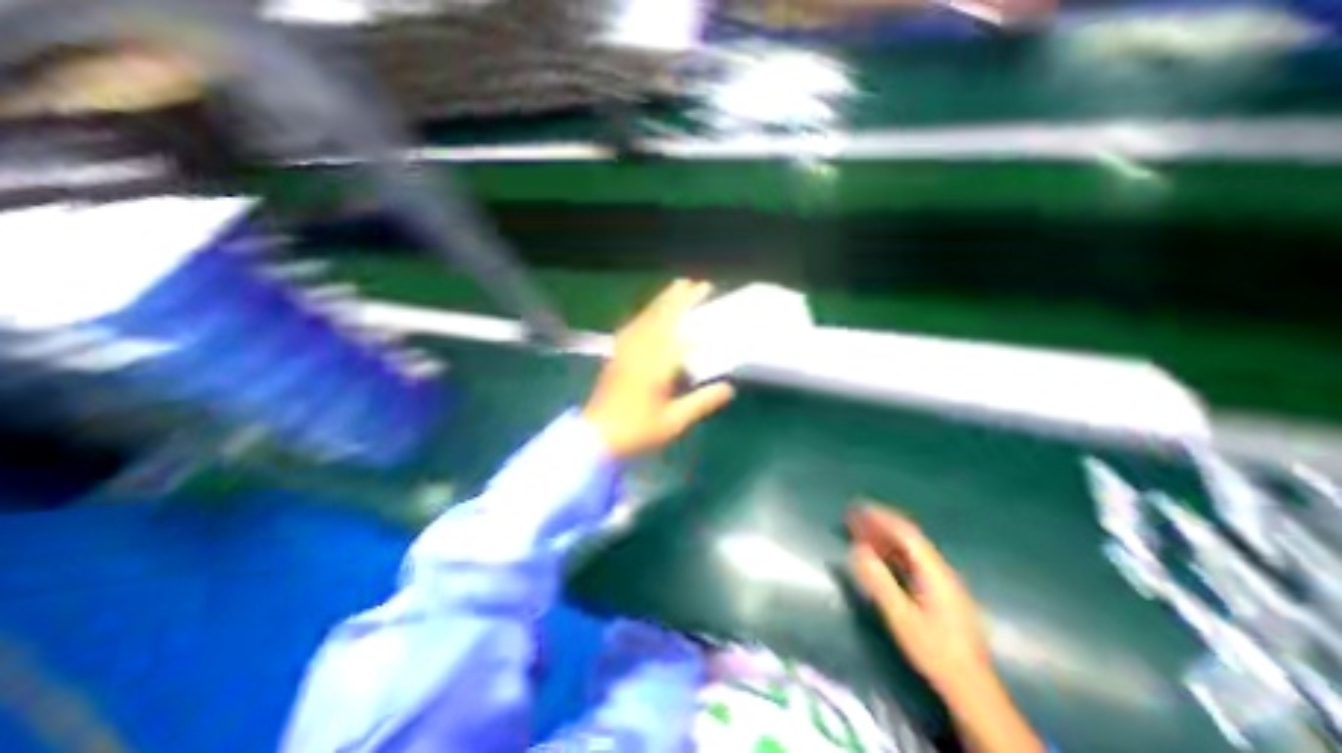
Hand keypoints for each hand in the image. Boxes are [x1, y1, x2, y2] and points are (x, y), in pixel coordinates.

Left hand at [587, 283, 732, 459]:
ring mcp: (625, 351)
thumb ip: (702, 402)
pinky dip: (645, 314)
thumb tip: (728, 388)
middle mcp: (639, 352)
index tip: (713, 318)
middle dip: (679, 299)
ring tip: (677, 288)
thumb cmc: (637, 431)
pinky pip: (632, 327)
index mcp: (655, 367)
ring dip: (662, 301)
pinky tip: (649, 313)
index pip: (680, 337)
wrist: (596, 437)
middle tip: (695, 284)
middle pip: (661, 318)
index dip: (697, 324)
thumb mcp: (674, 422)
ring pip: (646, 318)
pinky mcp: (616, 355)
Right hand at [847, 504, 1047, 752]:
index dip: (880, 517)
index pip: (905, 533)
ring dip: (884, 535)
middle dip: (880, 523)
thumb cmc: (933, 650)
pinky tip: (878, 553)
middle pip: (908, 536)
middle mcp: (940, 569)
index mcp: (933, 571)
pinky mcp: (940, 590)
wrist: (971, 688)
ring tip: (860, 530)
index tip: (858, 508)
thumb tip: (856, 549)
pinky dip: (892, 550)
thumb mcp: (901, 617)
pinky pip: (912, 560)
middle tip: (854, 516)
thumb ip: (878, 581)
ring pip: (910, 548)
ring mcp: (942, 580)